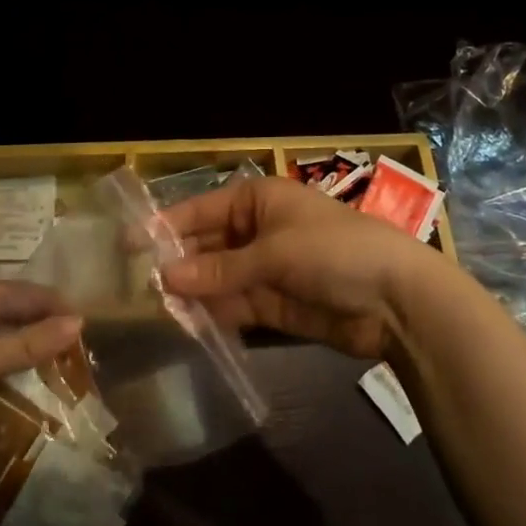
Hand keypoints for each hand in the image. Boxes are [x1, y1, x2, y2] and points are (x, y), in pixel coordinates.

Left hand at [0, 282, 81, 470]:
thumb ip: (30, 344)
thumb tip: (80, 321)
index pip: (31, 293)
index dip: (61, 308)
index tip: (93, 331)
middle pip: (15, 314)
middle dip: (45, 332)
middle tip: (79, 359)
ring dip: (23, 356)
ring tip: (56, 379)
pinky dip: (0, 375)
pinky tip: (14, 396)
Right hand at [159, 176, 468, 359]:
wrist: (396, 299)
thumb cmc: (333, 252)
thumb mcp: (273, 254)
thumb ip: (218, 270)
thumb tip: (163, 277)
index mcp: (260, 200)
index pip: (203, 209)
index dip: (166, 225)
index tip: (129, 244)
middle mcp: (259, 230)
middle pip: (208, 246)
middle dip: (178, 264)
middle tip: (136, 287)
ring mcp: (267, 269)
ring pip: (219, 279)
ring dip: (193, 292)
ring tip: (154, 310)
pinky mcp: (276, 305)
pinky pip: (236, 306)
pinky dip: (215, 314)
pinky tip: (187, 325)